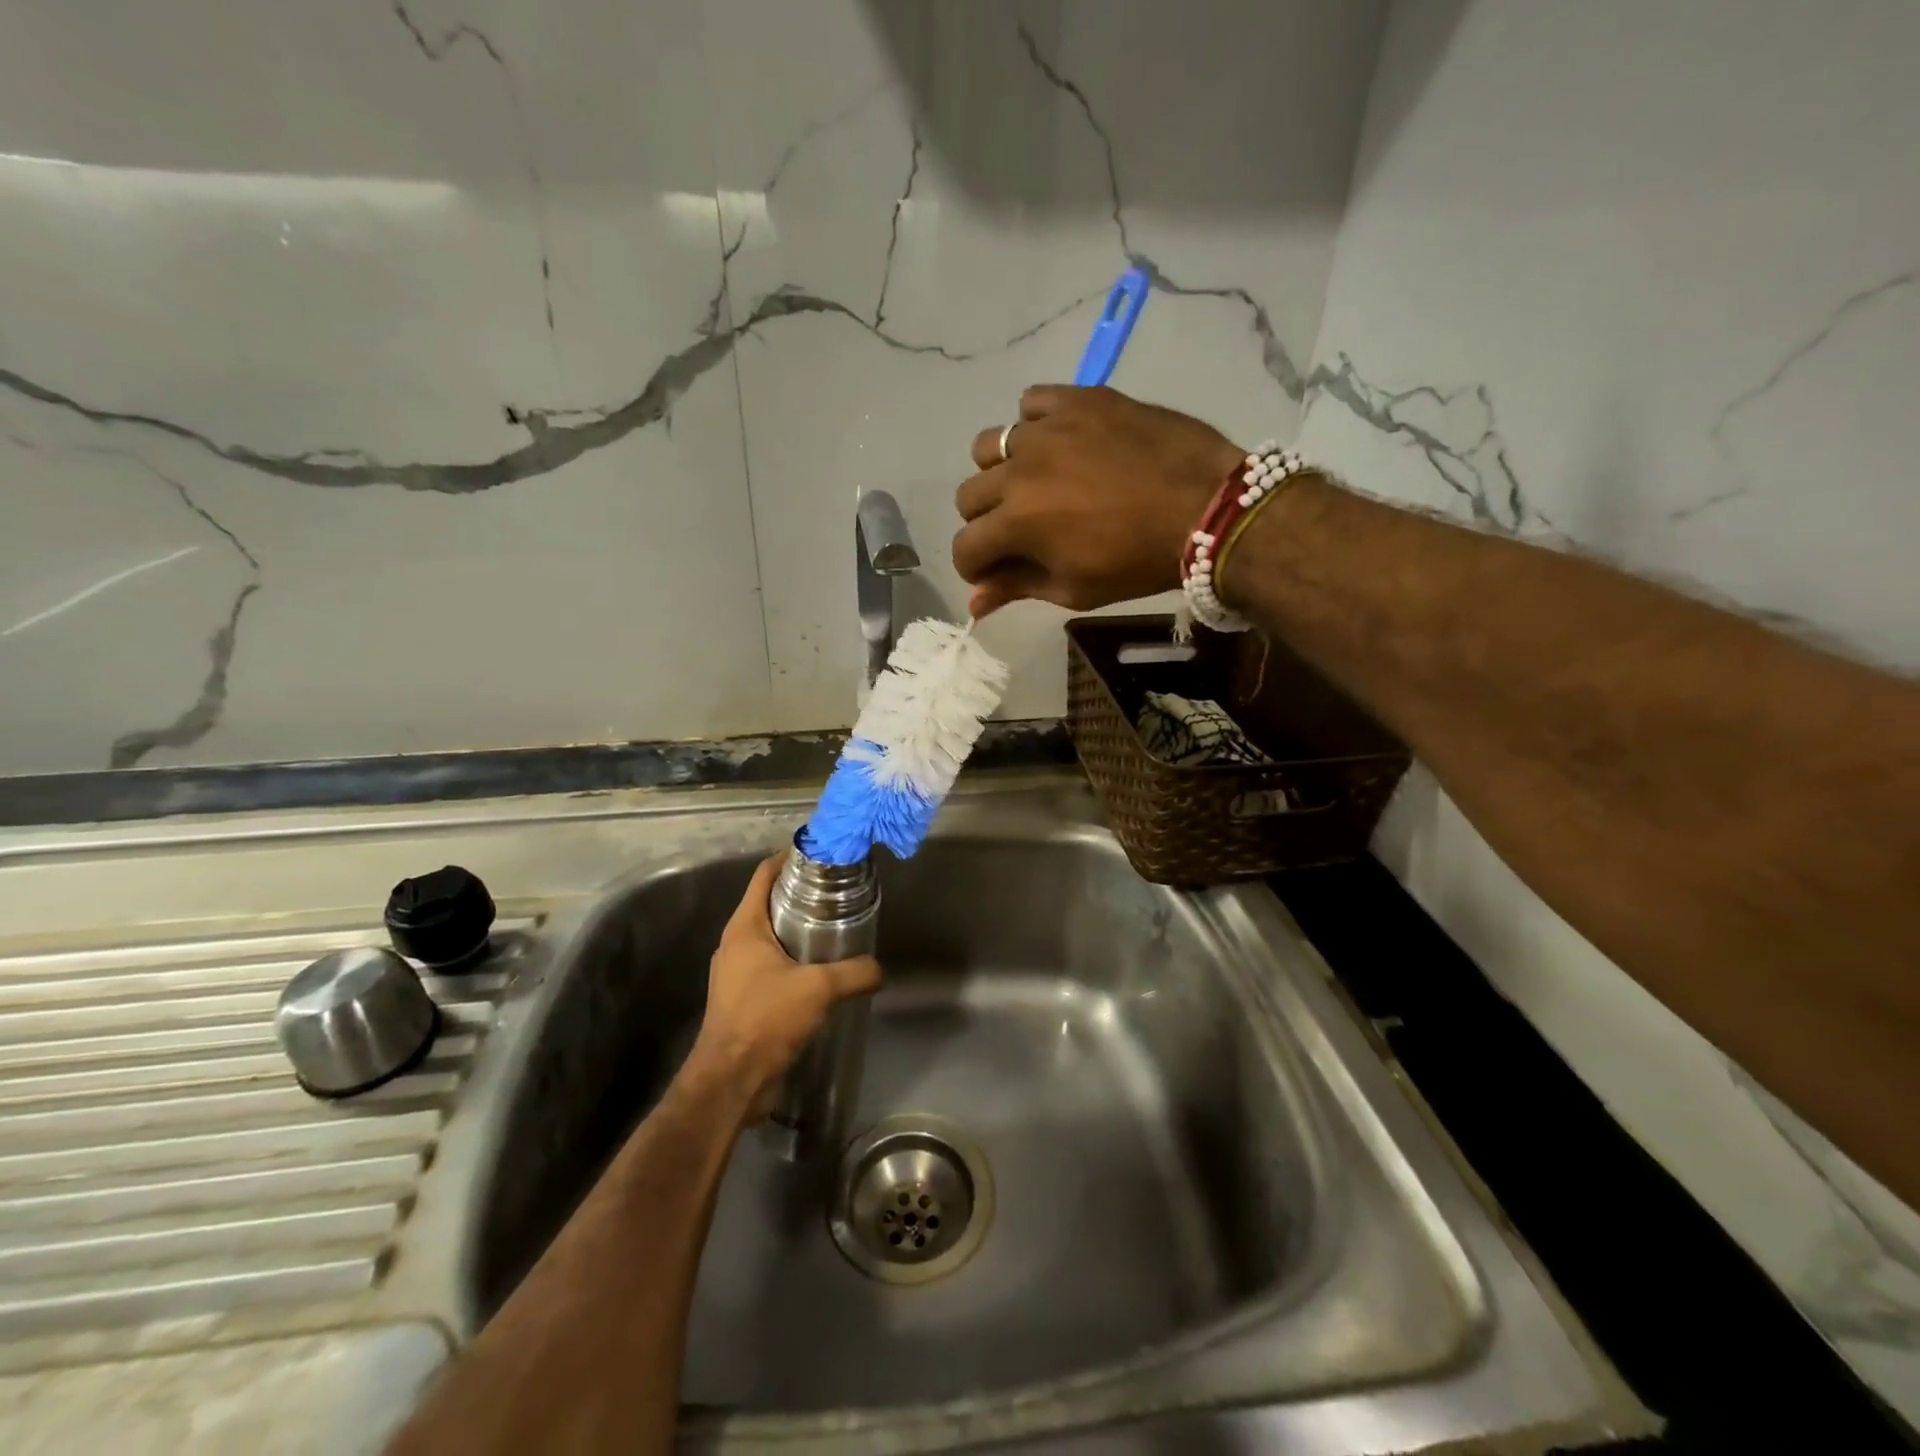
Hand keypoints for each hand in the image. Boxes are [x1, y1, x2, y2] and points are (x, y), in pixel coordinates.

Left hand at [688, 853, 881, 1113]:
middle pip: (769, 903)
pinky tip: (821, 971)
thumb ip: (855, 972)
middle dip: (801, 895)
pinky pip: (770, 964)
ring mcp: (736, 972)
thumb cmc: (765, 1019)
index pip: (764, 875)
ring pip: (770, 936)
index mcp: (744, 927)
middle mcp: (735, 943)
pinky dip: (793, 959)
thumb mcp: (818, 989)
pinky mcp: (742, 997)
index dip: (789, 858)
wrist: (729, 1081)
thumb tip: (879, 968)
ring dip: (798, 929)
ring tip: (835, 929)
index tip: (821, 855)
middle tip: (839, 893)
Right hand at [953, 386, 1245, 616]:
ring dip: (1002, 471)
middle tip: (1020, 531)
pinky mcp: (1079, 399)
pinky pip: (1033, 401)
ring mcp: (1048, 427)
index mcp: (1015, 521)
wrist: (1207, 508)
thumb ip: (1017, 588)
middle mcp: (1019, 468)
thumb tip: (973, 603)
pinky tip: (1059, 442)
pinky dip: (1035, 423)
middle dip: (985, 522)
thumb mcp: (1074, 588)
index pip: (965, 546)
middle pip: (969, 496)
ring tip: (1035, 482)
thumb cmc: (1138, 562)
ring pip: (991, 445)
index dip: (975, 567)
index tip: (996, 572)